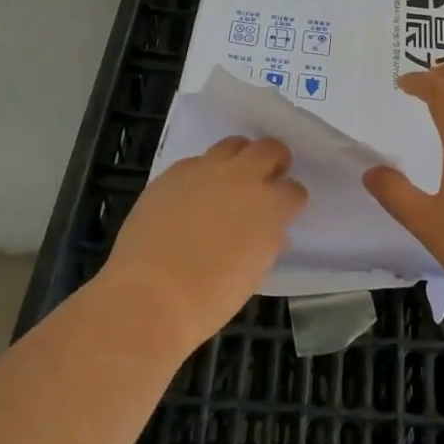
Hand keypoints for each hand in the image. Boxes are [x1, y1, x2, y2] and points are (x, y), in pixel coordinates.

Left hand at [103, 136, 307, 346]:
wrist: (150, 296)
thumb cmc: (210, 298)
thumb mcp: (254, 273)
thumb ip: (267, 242)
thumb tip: (272, 232)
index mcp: (270, 205)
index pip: (294, 190)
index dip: (291, 202)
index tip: (285, 213)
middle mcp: (242, 177)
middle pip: (269, 149)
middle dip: (275, 161)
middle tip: (268, 179)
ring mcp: (205, 170)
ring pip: (233, 144)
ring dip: (240, 158)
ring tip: (232, 179)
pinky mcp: (173, 173)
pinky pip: (196, 161)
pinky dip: (203, 173)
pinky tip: (193, 196)